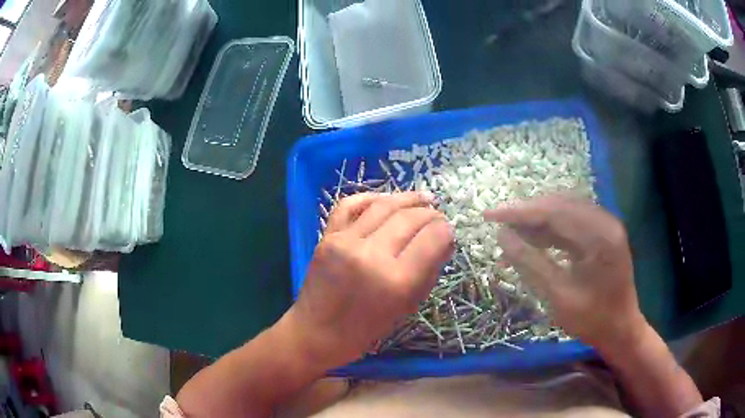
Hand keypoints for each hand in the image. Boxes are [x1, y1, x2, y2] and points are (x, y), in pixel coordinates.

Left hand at [288, 192, 454, 367]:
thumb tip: (445, 240)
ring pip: (384, 205)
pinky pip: (350, 204)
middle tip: (439, 216)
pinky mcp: (326, 236)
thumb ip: (428, 272)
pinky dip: (372, 197)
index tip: (448, 232)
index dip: (446, 231)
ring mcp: (345, 242)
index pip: (432, 238)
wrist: (316, 332)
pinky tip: (387, 199)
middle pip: (410, 218)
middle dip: (431, 214)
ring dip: (408, 198)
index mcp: (397, 281)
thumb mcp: (407, 307)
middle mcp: (372, 255)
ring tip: (424, 199)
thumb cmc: (365, 330)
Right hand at [484, 195, 646, 350]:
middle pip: (559, 206)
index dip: (520, 212)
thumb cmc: (593, 320)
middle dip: (526, 214)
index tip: (490, 216)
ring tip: (511, 237)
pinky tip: (532, 243)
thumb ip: (531, 263)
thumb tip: (502, 236)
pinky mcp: (600, 237)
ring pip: (563, 213)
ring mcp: (604, 228)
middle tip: (497, 225)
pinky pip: (570, 226)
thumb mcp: (559, 295)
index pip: (555, 211)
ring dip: (536, 223)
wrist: (621, 331)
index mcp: (600, 235)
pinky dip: (549, 233)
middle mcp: (604, 222)